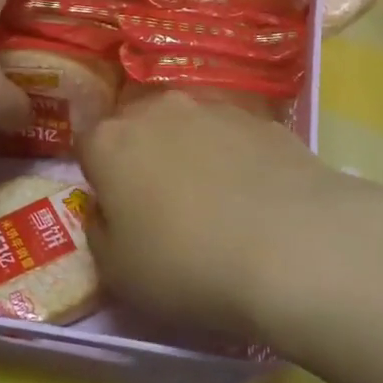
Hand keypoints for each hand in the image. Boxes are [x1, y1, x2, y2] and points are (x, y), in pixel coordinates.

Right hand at [79, 92, 382, 345]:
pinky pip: (232, 136)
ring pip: (187, 126)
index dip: (98, 176)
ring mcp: (215, 108)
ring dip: (189, 153)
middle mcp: (158, 110)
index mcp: (111, 142)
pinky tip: (255, 198)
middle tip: (161, 205)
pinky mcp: (264, 119)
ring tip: (215, 202)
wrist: (295, 247)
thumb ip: (99, 233)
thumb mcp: (119, 273)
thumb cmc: (188, 265)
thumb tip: (106, 212)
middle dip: (142, 157)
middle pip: (138, 127)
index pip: (86, 143)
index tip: (115, 208)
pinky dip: (234, 157)